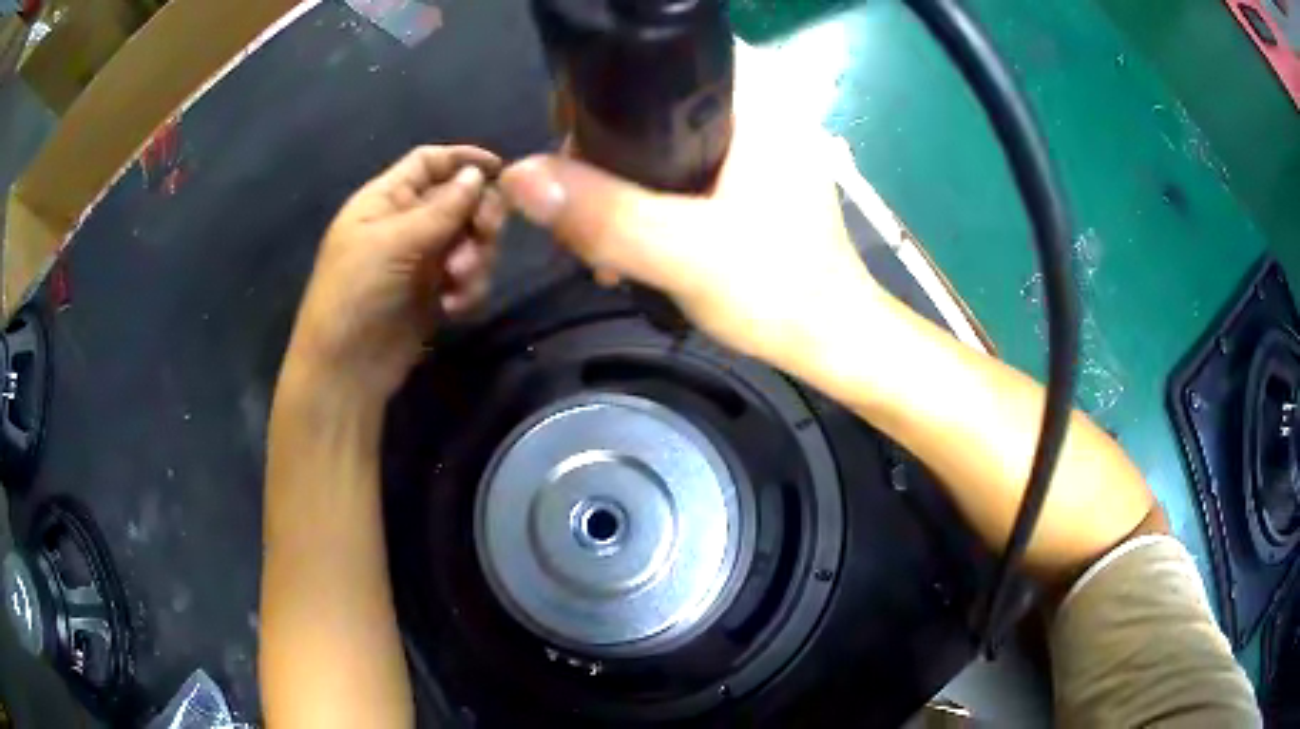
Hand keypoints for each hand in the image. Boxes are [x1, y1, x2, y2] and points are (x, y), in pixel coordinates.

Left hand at [285, 145, 504, 398]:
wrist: (346, 368)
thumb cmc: (356, 294)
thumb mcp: (393, 243)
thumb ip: (440, 209)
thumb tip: (478, 173)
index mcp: (385, 200)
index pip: (428, 163)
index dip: (462, 159)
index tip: (499, 170)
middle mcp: (406, 223)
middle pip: (459, 199)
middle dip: (478, 216)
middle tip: (485, 236)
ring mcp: (422, 259)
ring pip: (470, 239)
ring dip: (475, 258)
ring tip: (459, 282)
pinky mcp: (436, 293)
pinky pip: (469, 276)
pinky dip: (469, 287)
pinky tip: (454, 307)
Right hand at [498, 56, 879, 369]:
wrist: (830, 342)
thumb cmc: (780, 293)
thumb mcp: (685, 253)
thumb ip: (605, 214)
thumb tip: (518, 177)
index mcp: (757, 99)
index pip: (664, 54)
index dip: (603, 85)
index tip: (568, 140)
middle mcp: (757, 107)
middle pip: (650, 98)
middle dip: (600, 151)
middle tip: (577, 208)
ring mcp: (752, 142)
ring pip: (657, 137)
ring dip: (616, 182)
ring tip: (596, 240)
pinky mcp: (745, 176)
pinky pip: (675, 166)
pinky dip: (643, 197)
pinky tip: (625, 241)